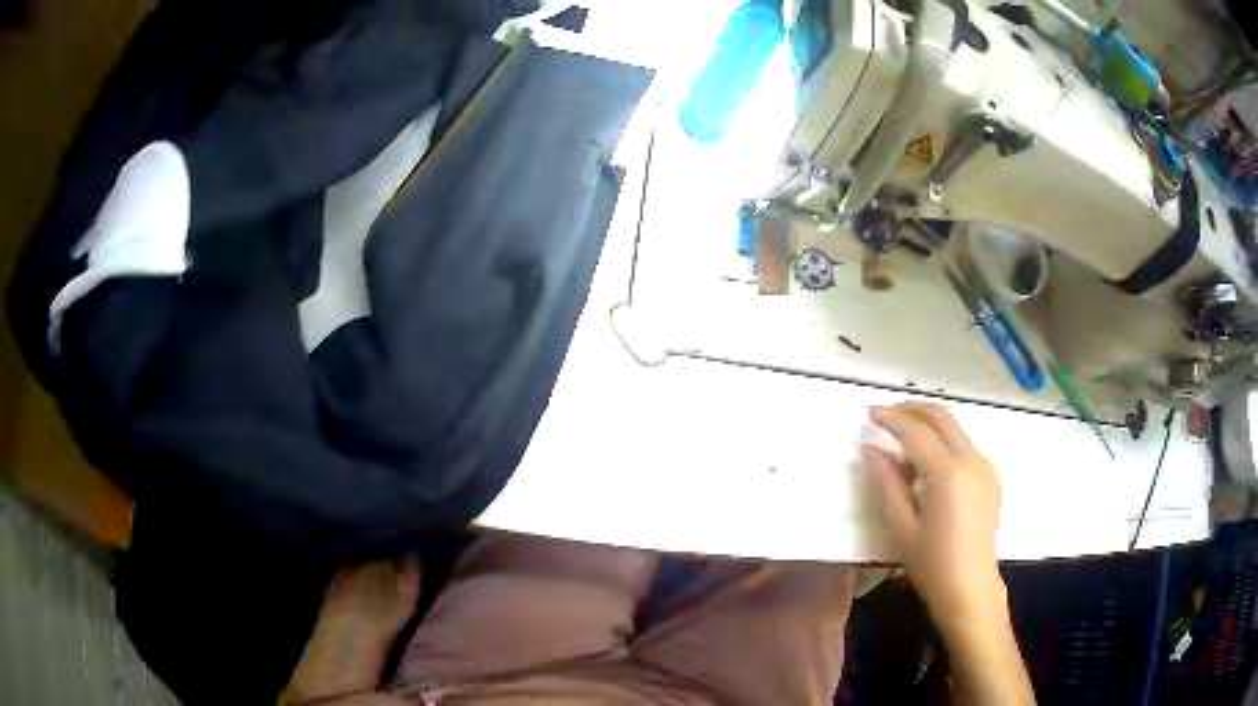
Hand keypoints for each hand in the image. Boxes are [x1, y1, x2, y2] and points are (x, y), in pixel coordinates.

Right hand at [863, 402, 1004, 626]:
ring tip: (902, 446)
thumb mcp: (901, 527)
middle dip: (912, 409)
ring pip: (954, 429)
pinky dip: (943, 443)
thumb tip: (871, 450)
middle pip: (941, 417)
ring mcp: (985, 466)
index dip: (891, 419)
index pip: (916, 432)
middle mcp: (972, 460)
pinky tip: (927, 467)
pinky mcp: (990, 476)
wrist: (970, 587)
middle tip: (887, 414)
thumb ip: (886, 483)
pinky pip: (963, 446)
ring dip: (928, 426)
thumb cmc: (931, 563)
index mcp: (948, 473)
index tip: (870, 413)